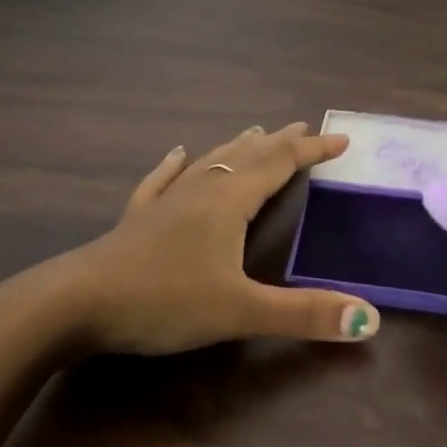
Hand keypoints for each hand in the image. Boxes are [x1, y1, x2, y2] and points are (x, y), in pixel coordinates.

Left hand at [40, 122, 381, 355]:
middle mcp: (201, 190)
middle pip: (248, 155)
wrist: (76, 303)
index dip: (313, 152)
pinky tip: (176, 152)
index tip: (341, 140)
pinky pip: (162, 180)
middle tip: (304, 128)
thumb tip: (369, 319)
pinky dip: (174, 164)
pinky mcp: (138, 218)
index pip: (281, 165)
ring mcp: (166, 201)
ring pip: (210, 162)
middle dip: (280, 142)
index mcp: (229, 201)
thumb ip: (304, 314)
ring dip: (238, 146)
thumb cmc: (163, 300)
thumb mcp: (240, 311)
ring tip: (255, 130)